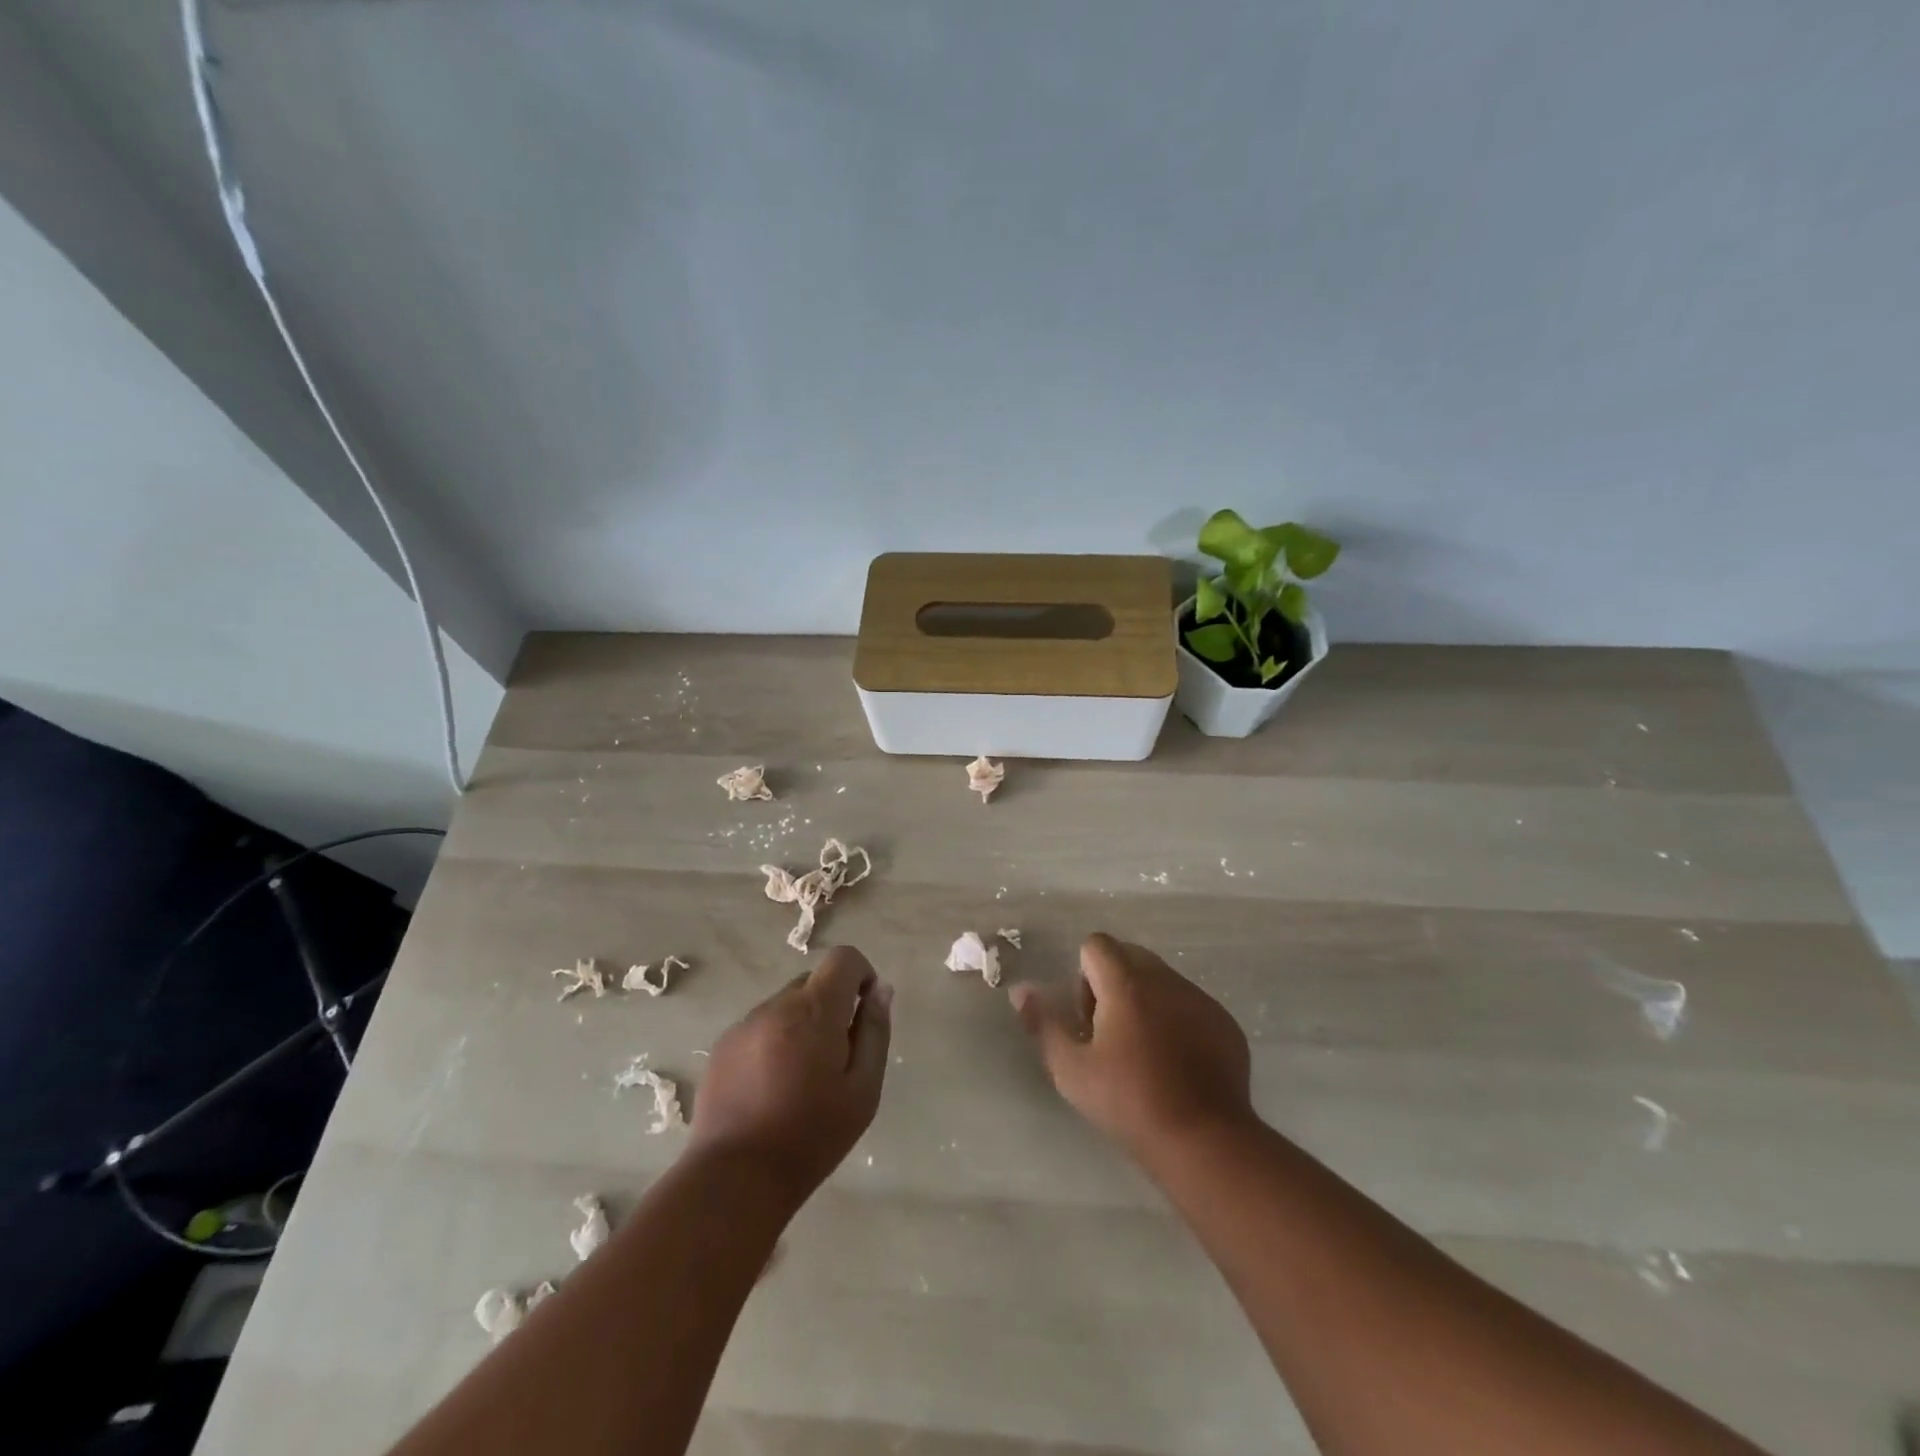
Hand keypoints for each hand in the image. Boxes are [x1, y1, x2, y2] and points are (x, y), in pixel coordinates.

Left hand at [689, 946, 891, 1205]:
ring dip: (802, 1024)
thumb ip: (875, 1032)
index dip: (861, 975)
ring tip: (800, 1079)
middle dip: (832, 1006)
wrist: (734, 1179)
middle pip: (814, 982)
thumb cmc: (811, 1137)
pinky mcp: (723, 1046)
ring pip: (786, 1005)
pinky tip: (772, 1088)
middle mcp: (777, 1005)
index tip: (864, 1012)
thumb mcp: (863, 1090)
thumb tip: (880, 990)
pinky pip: (761, 1027)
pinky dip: (775, 1042)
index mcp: (815, 1010)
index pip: (843, 958)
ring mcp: (744, 1024)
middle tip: (835, 1058)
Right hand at [1010, 933, 1253, 1162]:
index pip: (1096, 944)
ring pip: (1162, 980)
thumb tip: (1021, 990)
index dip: (1083, 975)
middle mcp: (1165, 979)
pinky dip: (1177, 1020)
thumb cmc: (1129, 1103)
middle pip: (1130, 956)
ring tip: (1143, 1052)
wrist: (1204, 1141)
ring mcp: (1200, 999)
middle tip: (1109, 1034)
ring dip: (1145, 1000)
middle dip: (1112, 983)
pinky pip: (1190, 1004)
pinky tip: (1176, 1064)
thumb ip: (1043, 1023)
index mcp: (1126, 983)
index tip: (1088, 1018)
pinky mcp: (1225, 1023)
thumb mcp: (1071, 1070)